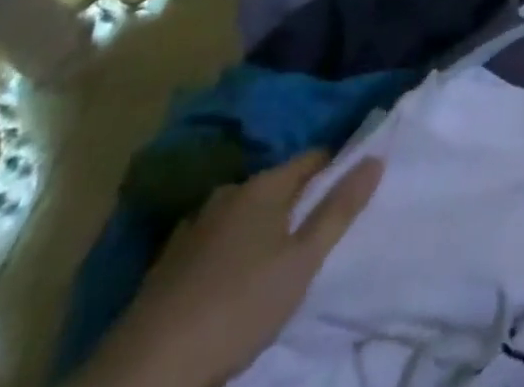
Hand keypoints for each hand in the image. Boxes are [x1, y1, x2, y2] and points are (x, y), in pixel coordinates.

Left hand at [75, 152, 382, 386]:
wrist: (147, 370)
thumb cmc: (239, 307)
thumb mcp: (302, 263)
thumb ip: (340, 210)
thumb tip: (376, 158)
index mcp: (264, 185)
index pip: (312, 158)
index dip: (334, 169)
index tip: (349, 189)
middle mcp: (229, 191)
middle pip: (276, 184)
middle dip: (296, 201)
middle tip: (314, 233)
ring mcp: (194, 225)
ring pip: (242, 212)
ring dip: (260, 226)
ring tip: (274, 258)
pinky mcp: (168, 261)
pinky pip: (214, 240)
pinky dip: (229, 249)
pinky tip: (230, 279)